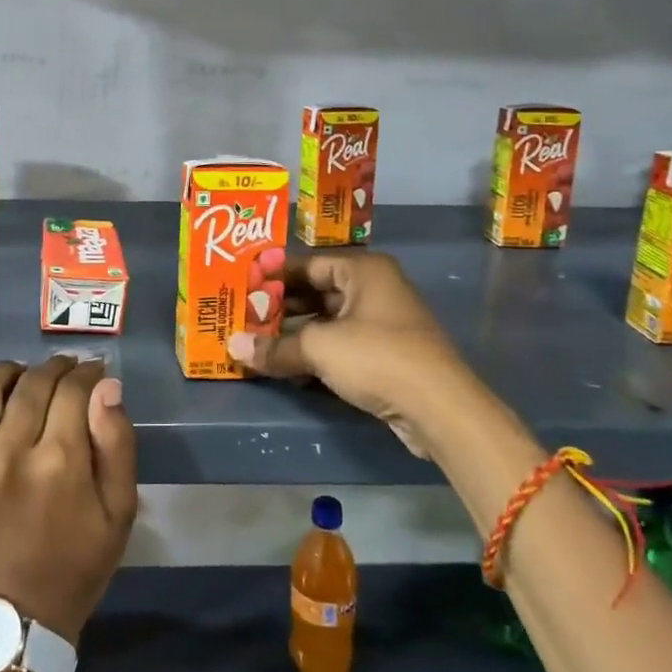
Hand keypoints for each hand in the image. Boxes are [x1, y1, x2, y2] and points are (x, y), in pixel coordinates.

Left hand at [0, 356, 136, 642]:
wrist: (9, 624)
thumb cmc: (74, 566)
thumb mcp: (119, 513)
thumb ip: (117, 444)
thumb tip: (106, 386)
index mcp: (59, 463)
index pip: (73, 389)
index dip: (87, 373)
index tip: (92, 372)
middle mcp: (8, 453)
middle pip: (32, 383)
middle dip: (55, 369)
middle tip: (64, 373)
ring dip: (8, 374)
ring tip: (20, 381)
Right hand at [228, 252, 454, 458]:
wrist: (438, 408)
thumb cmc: (377, 357)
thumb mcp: (319, 348)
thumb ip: (275, 347)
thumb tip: (233, 348)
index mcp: (364, 270)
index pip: (308, 264)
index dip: (273, 276)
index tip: (241, 287)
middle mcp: (374, 289)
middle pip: (316, 292)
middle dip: (280, 307)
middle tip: (242, 317)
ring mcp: (382, 323)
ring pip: (327, 321)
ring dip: (294, 334)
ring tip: (255, 342)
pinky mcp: (384, 354)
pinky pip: (339, 345)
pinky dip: (313, 352)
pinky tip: (284, 366)